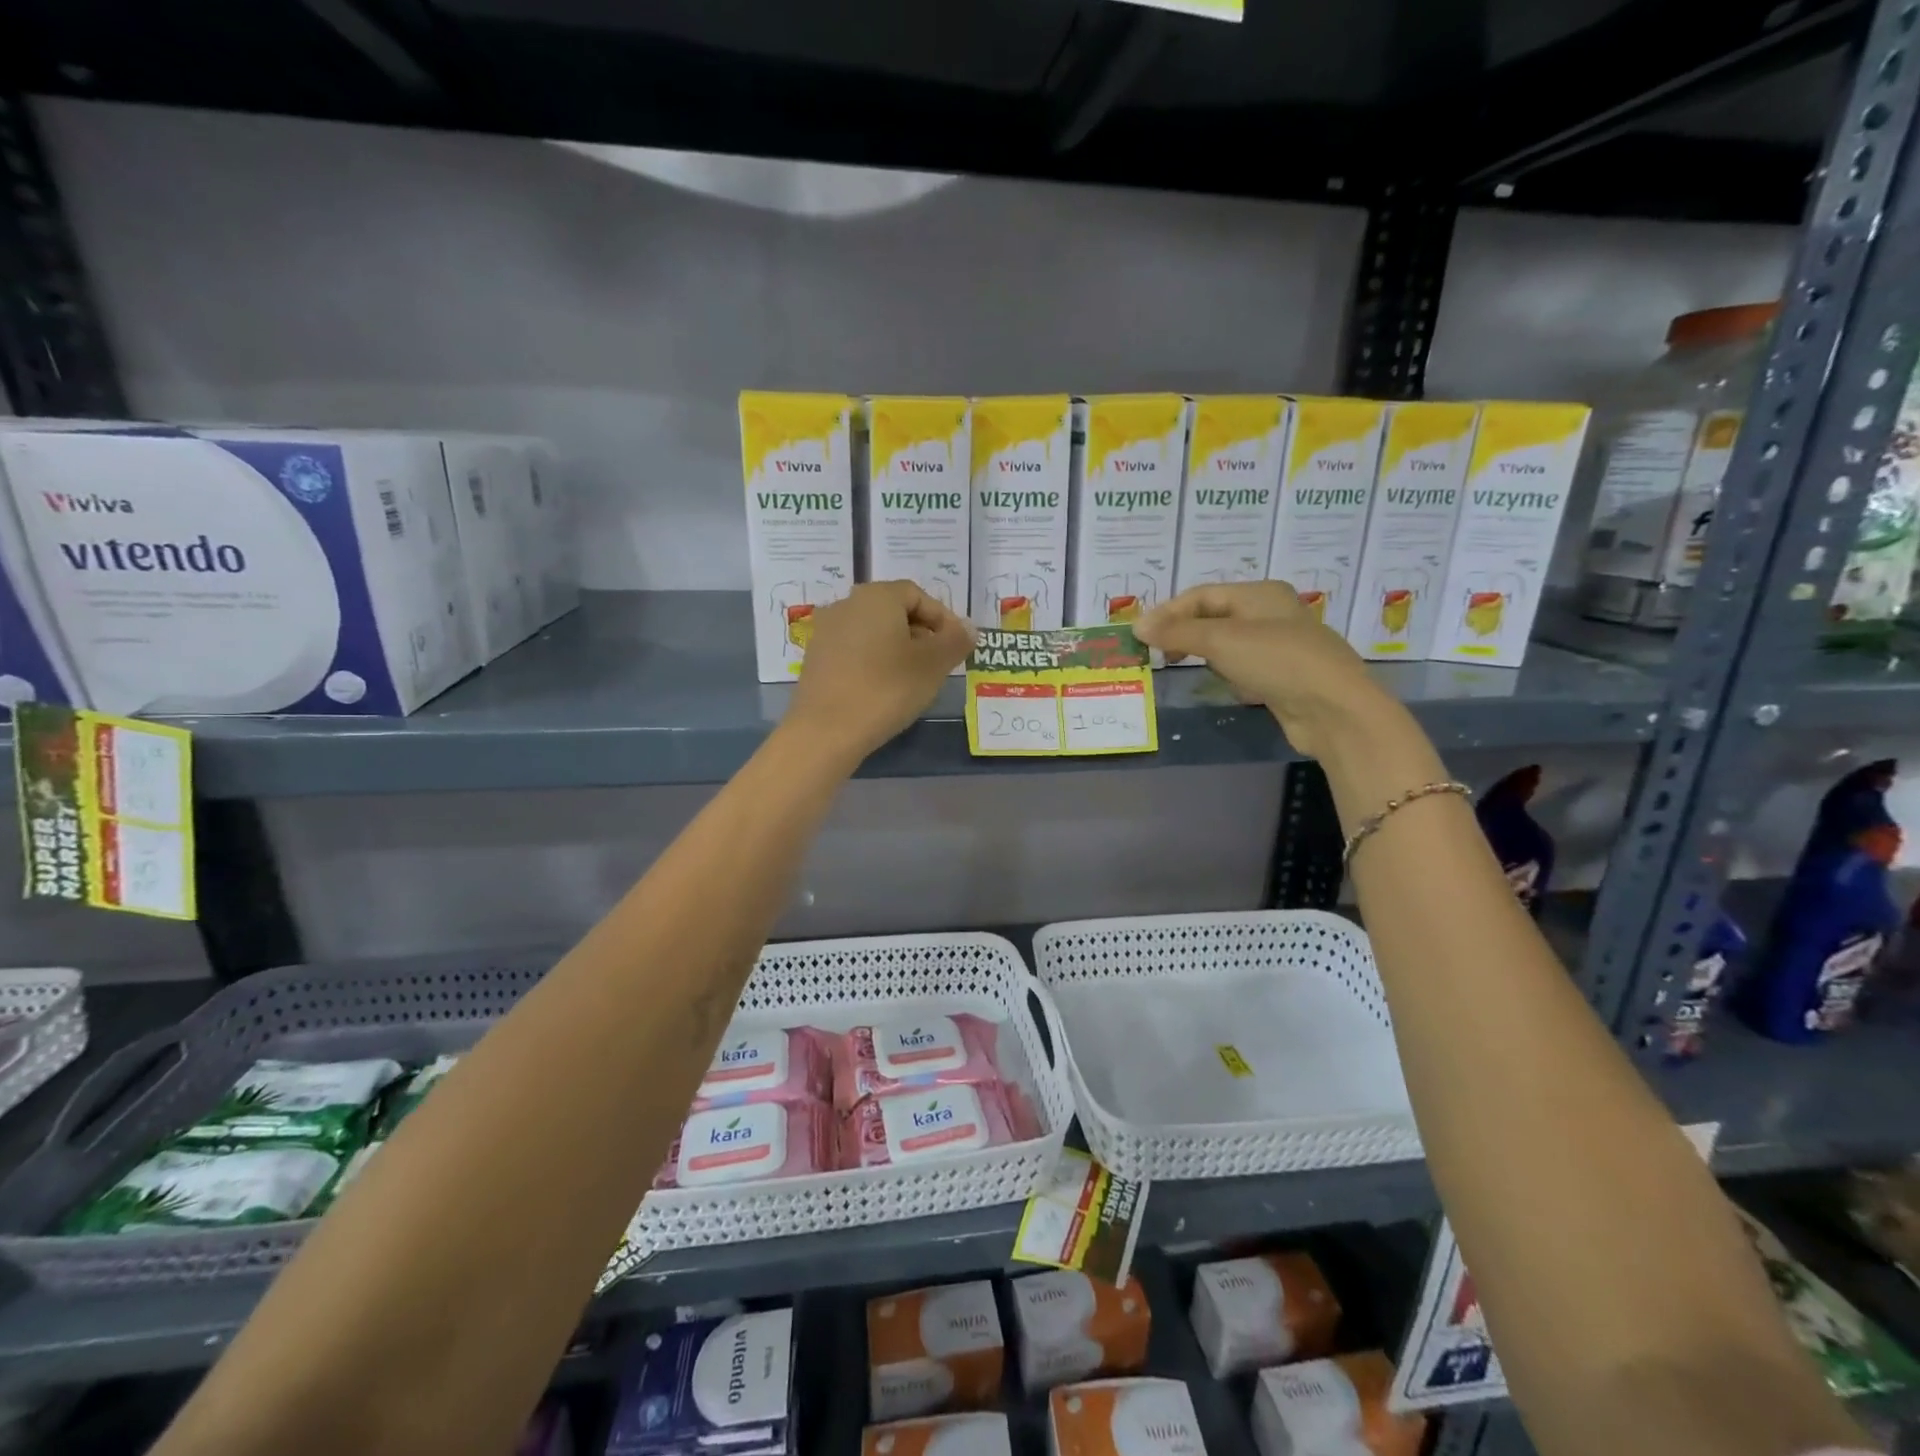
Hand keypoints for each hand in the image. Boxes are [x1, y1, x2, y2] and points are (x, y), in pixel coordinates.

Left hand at [784, 581, 974, 767]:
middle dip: (920, 634)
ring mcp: (826, 631)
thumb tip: (968, 629)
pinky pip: (854, 651)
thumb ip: (955, 641)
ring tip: (913, 680)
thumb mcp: (933, 665)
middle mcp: (847, 604)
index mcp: (877, 596)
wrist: (826, 731)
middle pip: (893, 611)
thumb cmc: (887, 689)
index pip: (918, 595)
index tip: (956, 647)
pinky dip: (873, 662)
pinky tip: (883, 690)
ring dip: (897, 649)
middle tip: (938, 664)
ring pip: (873, 632)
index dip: (943, 619)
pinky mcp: (815, 658)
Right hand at [1135, 582, 1386, 757]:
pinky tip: (1225, 686)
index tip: (1140, 635)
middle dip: (1184, 633)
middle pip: (1214, 617)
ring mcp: (1279, 646)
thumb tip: (1138, 626)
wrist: (1333, 708)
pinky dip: (1228, 674)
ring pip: (1228, 644)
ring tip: (1182, 667)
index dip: (1168, 612)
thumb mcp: (1221, 641)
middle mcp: (1271, 614)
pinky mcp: (1283, 676)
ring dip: (1205, 654)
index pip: (1202, 595)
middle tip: (1157, 653)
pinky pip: (1244, 668)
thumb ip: (1178, 632)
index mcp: (1260, 594)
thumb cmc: (1277, 661)